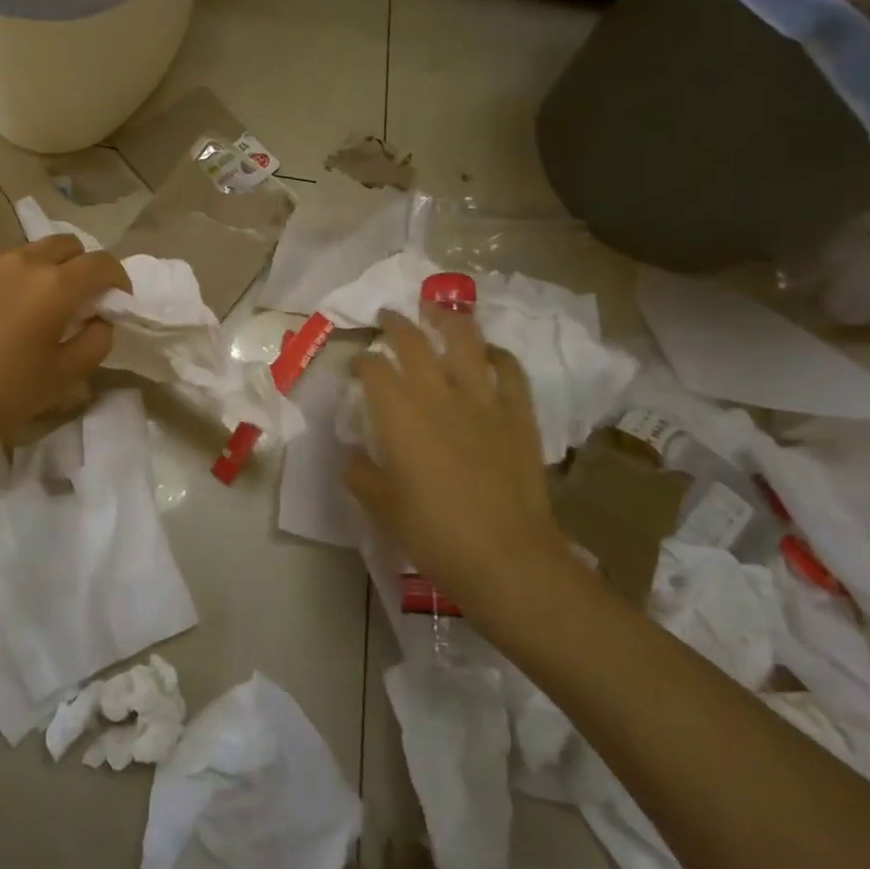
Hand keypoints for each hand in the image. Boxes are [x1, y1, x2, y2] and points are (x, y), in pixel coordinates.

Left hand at [0, 236, 130, 461]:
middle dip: (78, 266)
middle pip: (64, 245)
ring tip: (21, 307)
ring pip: (22, 253)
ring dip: (34, 273)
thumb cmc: (3, 396)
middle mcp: (20, 260)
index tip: (115, 298)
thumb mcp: (65, 376)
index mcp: (54, 286)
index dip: (117, 278)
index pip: (101, 262)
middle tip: (72, 299)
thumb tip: (101, 318)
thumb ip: (97, 340)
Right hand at [344, 305, 571, 618]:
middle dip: (395, 324)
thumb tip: (352, 456)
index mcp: (398, 413)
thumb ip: (360, 474)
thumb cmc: (434, 533)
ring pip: (464, 340)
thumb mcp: (382, 507)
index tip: (357, 364)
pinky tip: (489, 352)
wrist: (507, 558)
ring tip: (437, 310)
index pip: (373, 368)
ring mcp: (482, 398)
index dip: (361, 360)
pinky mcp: (517, 413)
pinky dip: (497, 354)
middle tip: (387, 316)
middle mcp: (437, 392)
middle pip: (413, 340)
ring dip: (447, 319)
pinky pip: (509, 369)